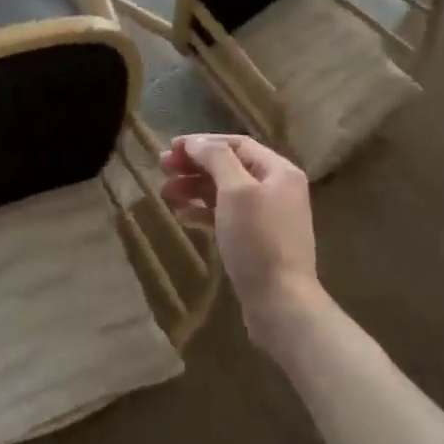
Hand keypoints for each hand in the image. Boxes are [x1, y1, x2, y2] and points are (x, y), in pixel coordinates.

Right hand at [160, 135, 328, 351]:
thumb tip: (196, 142)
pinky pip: (227, 216)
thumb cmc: (258, 240)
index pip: (236, 144)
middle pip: (230, 166)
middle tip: (163, 168)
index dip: (202, 142)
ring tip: (167, 193)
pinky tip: (183, 217)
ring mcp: (268, 216)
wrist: (281, 302)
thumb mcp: (236, 191)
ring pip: (226, 192)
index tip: (170, 148)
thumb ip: (216, 159)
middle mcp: (277, 189)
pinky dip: (204, 212)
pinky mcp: (257, 241)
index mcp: (279, 171)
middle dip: (195, 165)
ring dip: (195, 188)